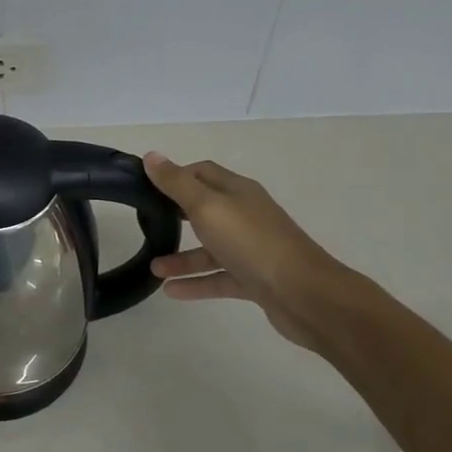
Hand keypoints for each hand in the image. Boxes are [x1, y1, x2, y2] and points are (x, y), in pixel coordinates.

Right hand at [142, 153, 345, 351]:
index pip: (202, 172)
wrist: (304, 295)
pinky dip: (196, 283)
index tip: (147, 186)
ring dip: (181, 257)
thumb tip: (151, 156)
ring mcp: (251, 248)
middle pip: (205, 209)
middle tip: (146, 222)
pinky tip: (171, 291)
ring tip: (153, 269)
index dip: (175, 175)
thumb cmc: (251, 242)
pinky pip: (218, 277)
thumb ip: (177, 183)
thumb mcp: (207, 207)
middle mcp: (245, 215)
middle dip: (175, 215)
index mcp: (237, 191)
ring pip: (210, 249)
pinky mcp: (254, 279)